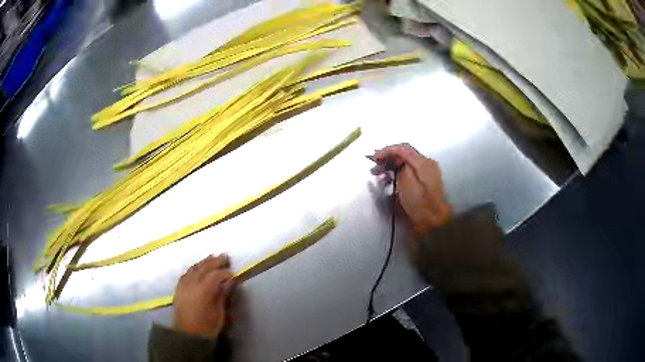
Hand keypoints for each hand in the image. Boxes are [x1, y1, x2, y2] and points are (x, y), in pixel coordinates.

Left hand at [173, 254, 235, 337]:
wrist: (188, 335)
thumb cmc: (207, 327)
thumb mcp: (219, 313)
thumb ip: (223, 294)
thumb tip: (230, 281)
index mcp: (203, 291)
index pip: (215, 275)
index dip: (225, 272)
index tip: (233, 273)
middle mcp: (192, 284)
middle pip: (203, 268)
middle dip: (214, 261)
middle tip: (225, 257)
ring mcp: (183, 285)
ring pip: (194, 268)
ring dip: (204, 262)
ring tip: (212, 258)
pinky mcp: (179, 289)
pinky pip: (186, 273)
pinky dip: (194, 268)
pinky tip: (198, 267)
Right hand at [372, 145, 452, 236]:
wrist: (436, 222)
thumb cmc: (421, 205)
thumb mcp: (408, 185)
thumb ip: (401, 169)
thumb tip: (397, 163)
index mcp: (424, 163)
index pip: (403, 149)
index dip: (387, 150)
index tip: (375, 157)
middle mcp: (427, 164)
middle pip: (405, 153)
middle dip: (388, 157)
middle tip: (375, 163)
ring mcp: (428, 172)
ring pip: (407, 161)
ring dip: (392, 164)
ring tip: (380, 172)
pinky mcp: (426, 181)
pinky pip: (410, 169)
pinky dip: (399, 170)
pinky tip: (391, 177)